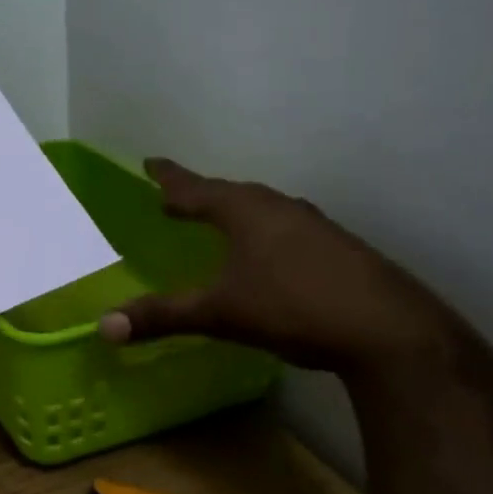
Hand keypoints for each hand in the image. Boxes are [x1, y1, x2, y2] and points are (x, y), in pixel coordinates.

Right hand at [99, 159, 480, 380]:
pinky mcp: (341, 249)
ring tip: (222, 221)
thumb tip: (102, 327)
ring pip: (265, 209)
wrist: (389, 331)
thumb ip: (162, 316)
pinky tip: (272, 256)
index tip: (150, 162)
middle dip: (202, 195)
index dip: (169, 178)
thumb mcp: (220, 313)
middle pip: (232, 193)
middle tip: (178, 198)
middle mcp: (280, 208)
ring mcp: (316, 226)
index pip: (196, 188)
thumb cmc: (293, 307)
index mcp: (245, 212)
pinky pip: (290, 229)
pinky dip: (268, 233)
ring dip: (238, 212)